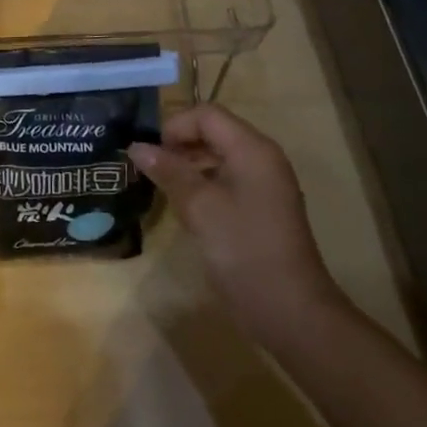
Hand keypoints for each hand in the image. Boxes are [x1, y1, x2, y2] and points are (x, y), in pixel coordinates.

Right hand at [130, 104, 347, 348]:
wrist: (291, 311)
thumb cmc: (243, 250)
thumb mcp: (200, 207)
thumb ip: (168, 171)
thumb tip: (136, 146)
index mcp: (252, 149)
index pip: (206, 114)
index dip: (174, 126)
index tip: (149, 153)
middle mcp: (262, 158)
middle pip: (214, 131)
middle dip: (179, 143)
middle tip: (149, 168)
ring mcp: (264, 184)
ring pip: (219, 156)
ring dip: (188, 164)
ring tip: (161, 186)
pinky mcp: (262, 208)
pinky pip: (227, 179)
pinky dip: (203, 183)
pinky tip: (184, 206)